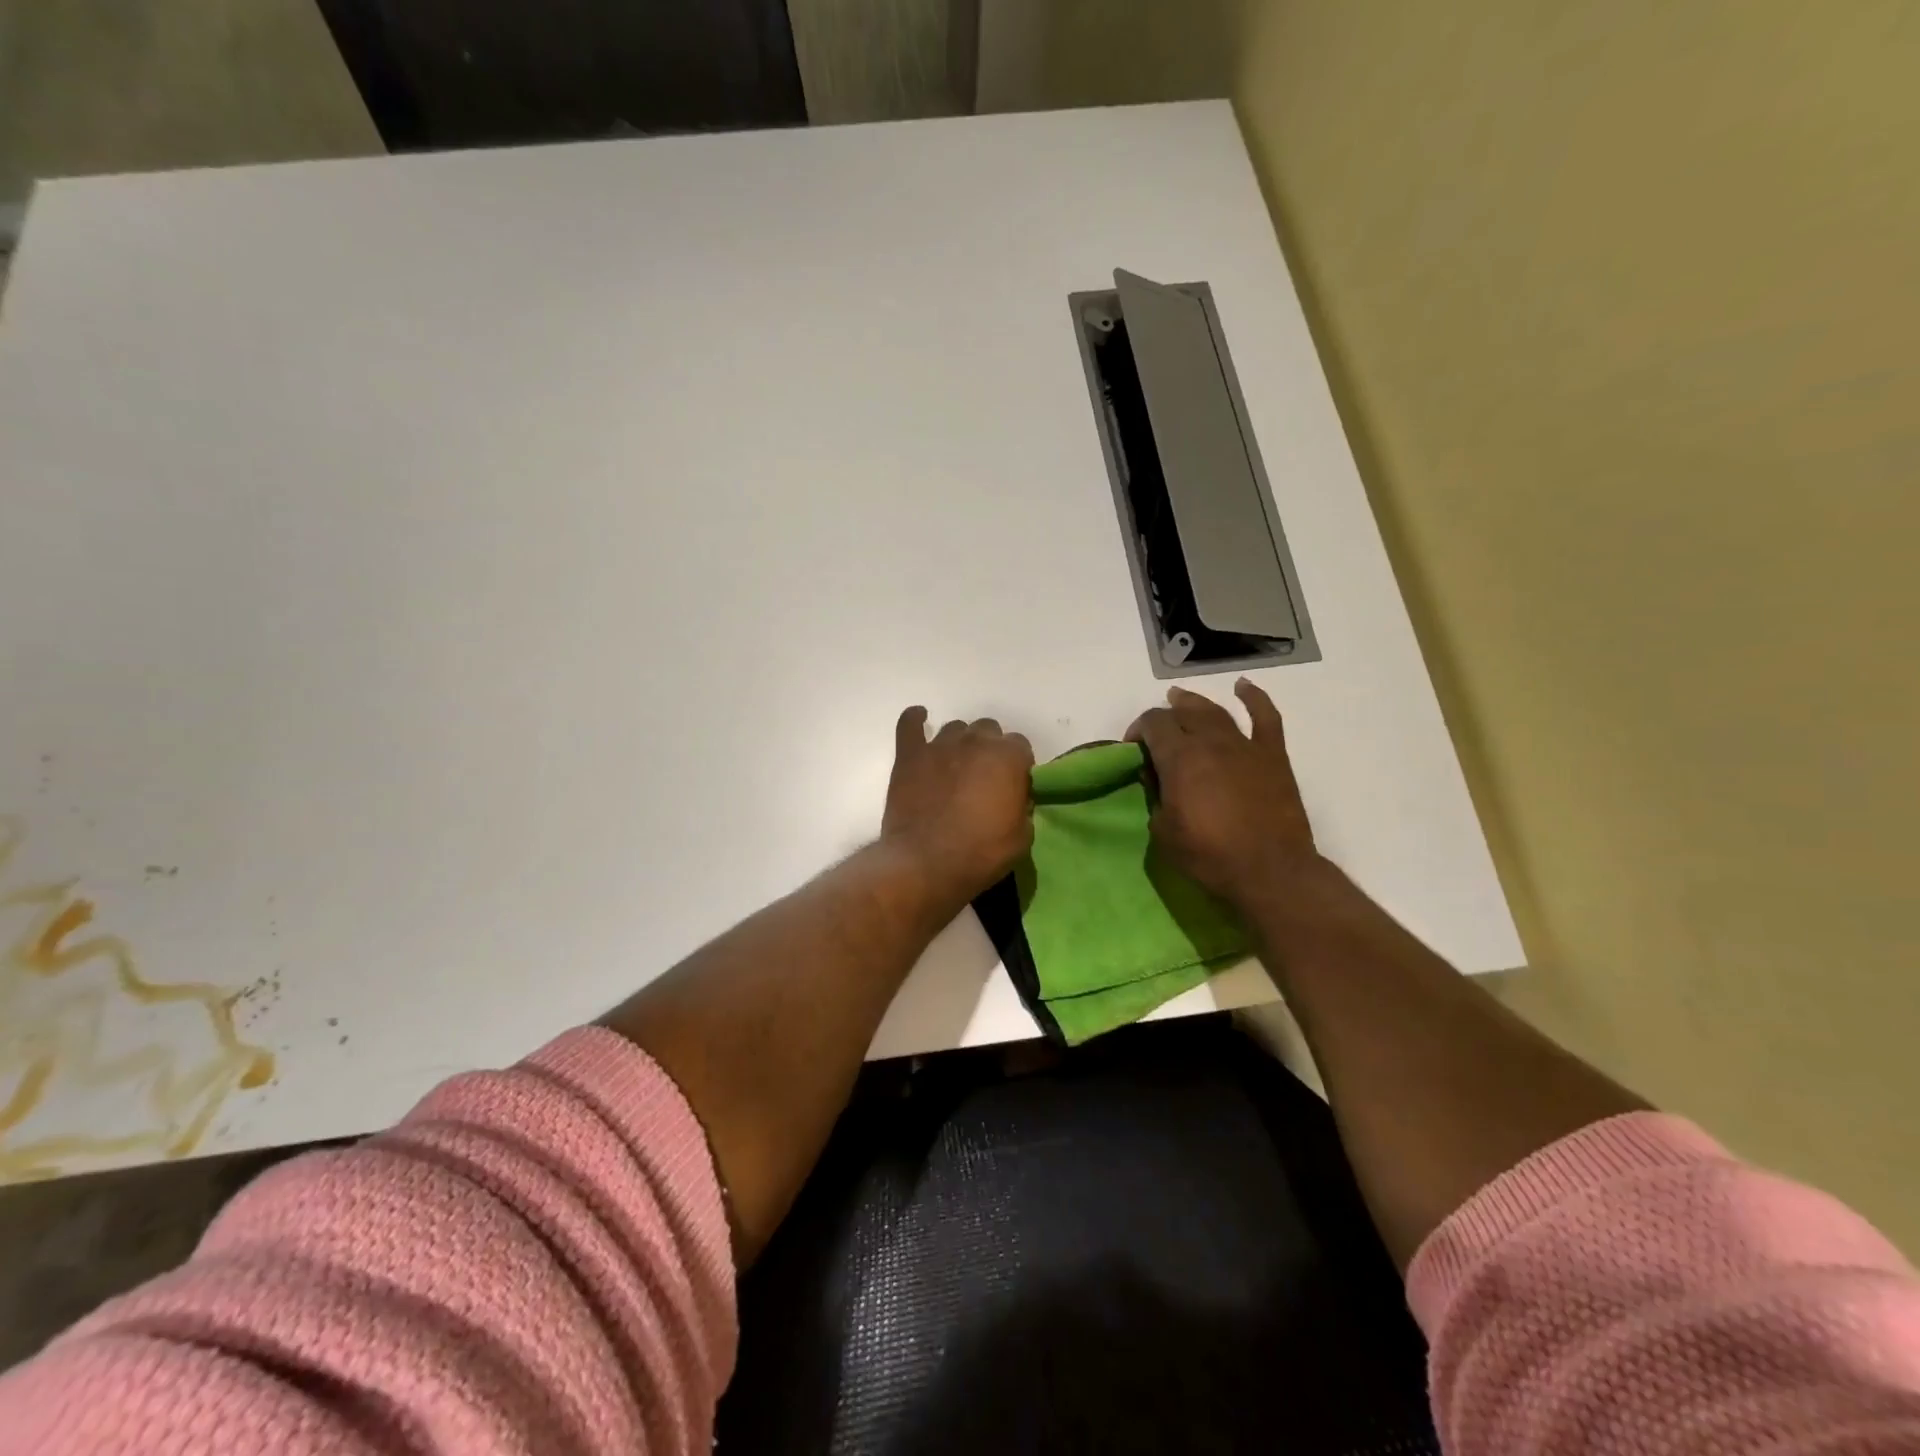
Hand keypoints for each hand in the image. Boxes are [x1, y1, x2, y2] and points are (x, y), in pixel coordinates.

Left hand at [882, 708, 1034, 909]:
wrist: (926, 864)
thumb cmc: (981, 854)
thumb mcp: (1022, 837)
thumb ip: (1022, 807)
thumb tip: (1014, 799)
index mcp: (1008, 757)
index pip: (1020, 746)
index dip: (1017, 766)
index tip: (1012, 785)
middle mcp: (975, 741)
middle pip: (988, 730)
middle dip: (989, 750)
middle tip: (983, 778)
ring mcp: (940, 745)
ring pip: (955, 728)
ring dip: (960, 743)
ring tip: (955, 766)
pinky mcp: (909, 755)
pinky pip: (910, 724)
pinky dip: (915, 720)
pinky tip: (919, 720)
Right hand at [1125, 679, 1320, 907]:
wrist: (1270, 871)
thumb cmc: (1209, 856)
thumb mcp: (1163, 831)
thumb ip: (1156, 797)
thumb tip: (1158, 779)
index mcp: (1180, 758)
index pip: (1153, 724)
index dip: (1138, 730)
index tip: (1133, 749)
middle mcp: (1211, 742)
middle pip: (1182, 713)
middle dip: (1164, 717)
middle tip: (1156, 732)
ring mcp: (1245, 746)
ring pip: (1215, 711)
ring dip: (1194, 703)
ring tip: (1181, 699)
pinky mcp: (1273, 756)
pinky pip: (1266, 717)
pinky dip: (1254, 698)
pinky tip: (1243, 687)